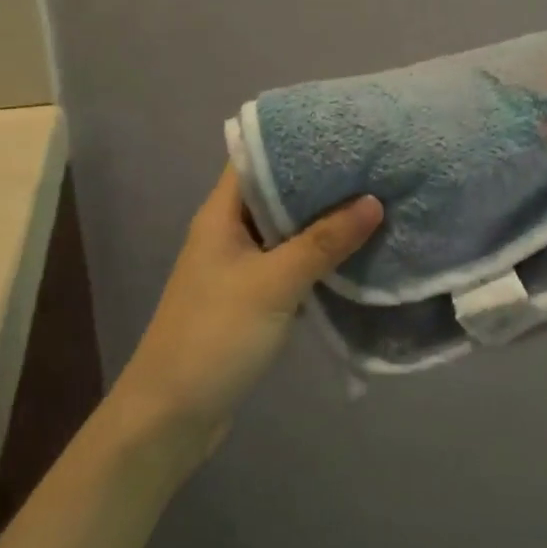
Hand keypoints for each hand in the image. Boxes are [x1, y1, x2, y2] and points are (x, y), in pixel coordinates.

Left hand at [111, 165, 382, 455]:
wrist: (171, 417)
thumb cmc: (215, 336)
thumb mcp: (274, 283)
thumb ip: (324, 242)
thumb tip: (373, 201)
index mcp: (221, 214)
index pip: (258, 158)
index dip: (297, 141)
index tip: (345, 131)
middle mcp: (229, 232)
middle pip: (277, 193)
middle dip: (322, 181)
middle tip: (373, 165)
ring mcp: (240, 267)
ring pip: (288, 230)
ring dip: (324, 221)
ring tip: (375, 199)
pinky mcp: (253, 298)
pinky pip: (291, 264)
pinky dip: (319, 257)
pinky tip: (356, 252)